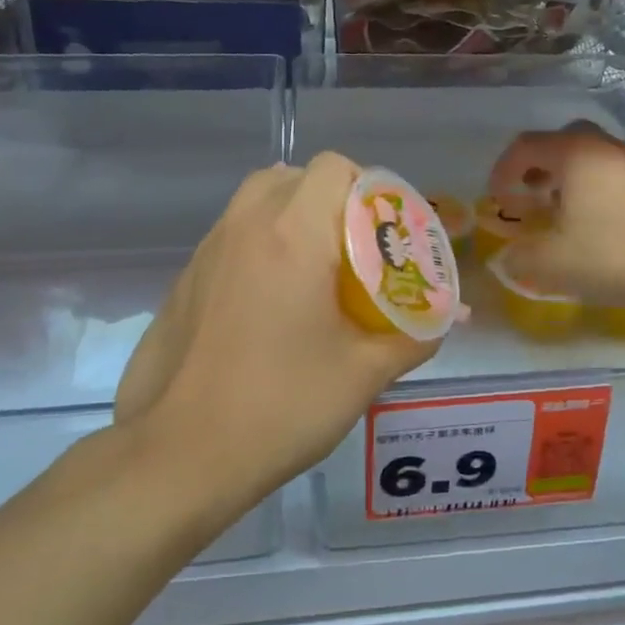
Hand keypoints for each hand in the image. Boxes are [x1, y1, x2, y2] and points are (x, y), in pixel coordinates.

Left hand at [107, 152, 440, 518]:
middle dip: (331, 200)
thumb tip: (446, 318)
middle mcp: (244, 226)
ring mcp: (206, 251)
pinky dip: (260, 244)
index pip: (332, 167)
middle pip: (293, 176)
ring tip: (316, 271)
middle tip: (354, 249)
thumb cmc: (281, 407)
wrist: (179, 456)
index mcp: (293, 234)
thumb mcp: (363, 374)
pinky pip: (232, 236)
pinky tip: (272, 303)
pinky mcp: (184, 280)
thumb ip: (413, 336)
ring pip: (257, 202)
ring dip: (292, 217)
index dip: (367, 187)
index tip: (386, 230)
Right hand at [494, 127, 624, 310]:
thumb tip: (508, 257)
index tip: (496, 198)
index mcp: (575, 155)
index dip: (503, 169)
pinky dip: (589, 185)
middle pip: (561, 140)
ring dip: (564, 175)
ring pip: (588, 154)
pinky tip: (591, 220)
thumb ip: (519, 257)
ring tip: (556, 208)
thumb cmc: (612, 256)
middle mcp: (603, 147)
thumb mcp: (551, 264)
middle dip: (537, 164)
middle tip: (527, 192)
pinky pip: (609, 171)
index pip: (526, 146)